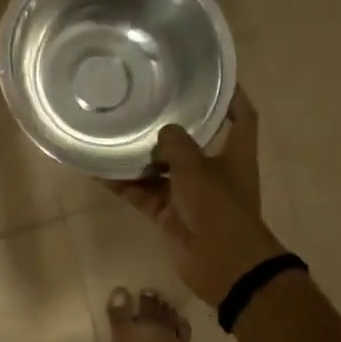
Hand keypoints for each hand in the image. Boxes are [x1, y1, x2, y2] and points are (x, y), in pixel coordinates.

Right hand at [102, 88, 286, 306]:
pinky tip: (99, 170)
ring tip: (113, 130)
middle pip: (193, 140)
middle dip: (171, 125)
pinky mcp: (170, 213)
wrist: (224, 266)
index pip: (241, 115)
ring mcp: (190, 193)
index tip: (213, 75)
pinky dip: (124, 184)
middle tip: (145, 99)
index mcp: (235, 153)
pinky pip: (143, 193)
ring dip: (140, 155)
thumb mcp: (197, 168)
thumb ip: (176, 144)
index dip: (232, 94)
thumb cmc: (219, 208)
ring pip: (162, 167)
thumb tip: (161, 132)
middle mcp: (214, 169)